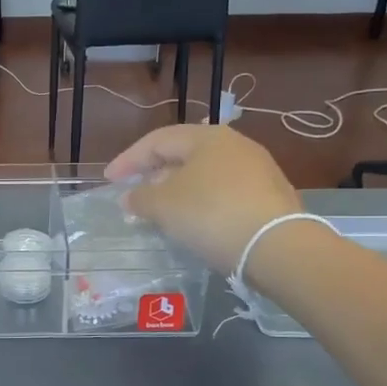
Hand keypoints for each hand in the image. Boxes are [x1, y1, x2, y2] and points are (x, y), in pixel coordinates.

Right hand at [106, 125, 300, 272]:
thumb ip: (140, 198)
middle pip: (184, 155)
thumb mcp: (164, 206)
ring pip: (205, 175)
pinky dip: (202, 203)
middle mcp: (235, 145)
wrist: (277, 247)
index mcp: (207, 138)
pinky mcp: (270, 196)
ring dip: (178, 190)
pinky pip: (224, 193)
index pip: (157, 140)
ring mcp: (257, 170)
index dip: (129, 159)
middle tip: (135, 194)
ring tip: (161, 211)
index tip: (109, 180)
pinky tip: (194, 222)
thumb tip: (130, 197)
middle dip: (155, 174)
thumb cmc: (211, 215)